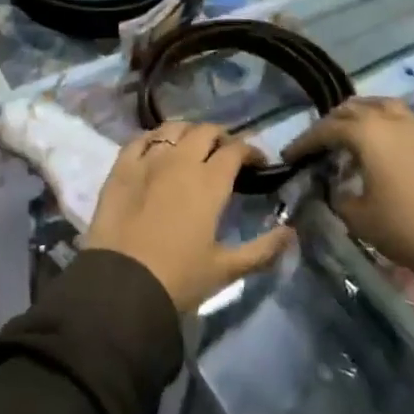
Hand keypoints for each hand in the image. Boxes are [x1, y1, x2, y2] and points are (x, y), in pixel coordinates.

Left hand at [84, 121, 295, 312]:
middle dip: (221, 137)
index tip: (257, 162)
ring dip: (188, 132)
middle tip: (226, 153)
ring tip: (193, 146)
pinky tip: (158, 148)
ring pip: (172, 128)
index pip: (235, 150)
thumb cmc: (179, 279)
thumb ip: (262, 249)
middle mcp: (180, 161)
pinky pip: (139, 139)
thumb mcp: (226, 269)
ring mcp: (148, 160)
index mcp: (209, 182)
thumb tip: (292, 232)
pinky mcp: (121, 167)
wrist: (122, 285)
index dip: (250, 151)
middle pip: (205, 131)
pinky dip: (154, 138)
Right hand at [284, 88, 413, 282]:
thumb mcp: (356, 217)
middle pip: (354, 111)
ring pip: (389, 105)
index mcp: (364, 134)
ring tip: (355, 117)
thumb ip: (338, 196)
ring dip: (368, 107)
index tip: (290, 156)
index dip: (305, 142)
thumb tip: (336, 187)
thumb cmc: (402, 227)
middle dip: (332, 123)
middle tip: (319, 142)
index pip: (326, 130)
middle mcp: (390, 122)